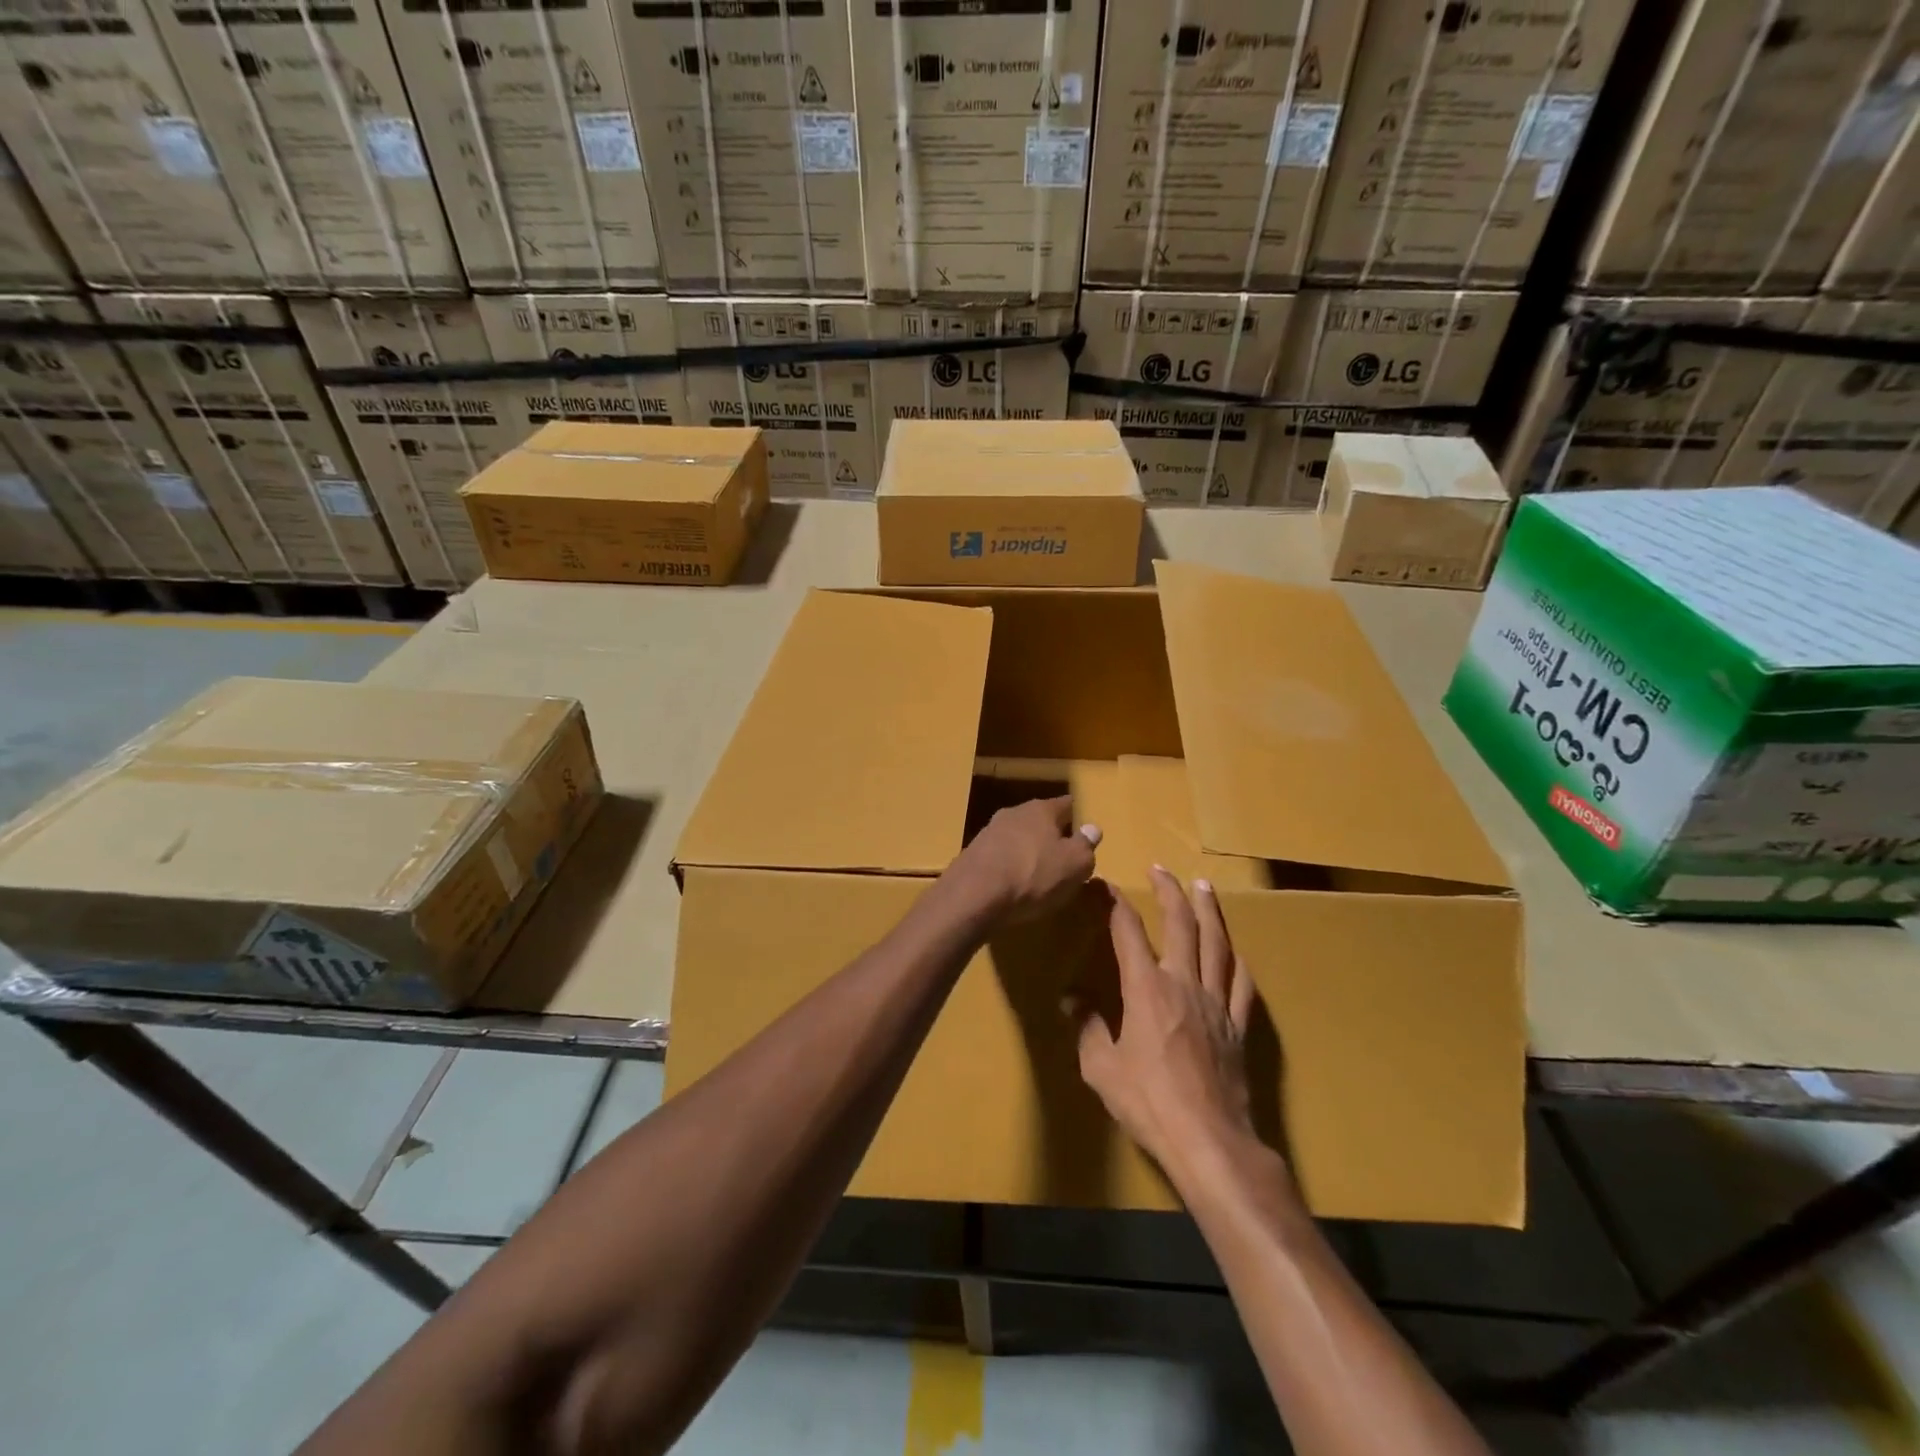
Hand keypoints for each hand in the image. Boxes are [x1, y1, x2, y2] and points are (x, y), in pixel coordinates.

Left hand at [948, 795, 1100, 923]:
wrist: (974, 894)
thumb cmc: (1033, 876)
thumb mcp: (1074, 865)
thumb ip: (1085, 846)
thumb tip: (1092, 828)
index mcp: (1041, 810)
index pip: (1066, 804)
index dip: (1076, 815)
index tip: (1083, 826)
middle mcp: (1013, 813)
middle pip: (1039, 819)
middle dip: (1050, 834)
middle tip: (1062, 853)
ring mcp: (989, 832)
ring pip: (1017, 836)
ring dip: (1027, 849)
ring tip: (1037, 871)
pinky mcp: (972, 854)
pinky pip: (999, 856)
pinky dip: (1008, 865)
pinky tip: (1012, 883)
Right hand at [1072, 867, 1259, 1176]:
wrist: (1210, 1142)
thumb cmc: (1148, 1103)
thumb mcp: (1101, 1068)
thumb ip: (1088, 1028)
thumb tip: (1073, 1000)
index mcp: (1146, 989)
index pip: (1128, 932)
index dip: (1114, 904)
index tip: (1103, 886)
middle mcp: (1183, 983)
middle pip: (1181, 925)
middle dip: (1170, 892)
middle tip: (1162, 869)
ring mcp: (1216, 1004)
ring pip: (1217, 945)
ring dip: (1210, 912)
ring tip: (1205, 887)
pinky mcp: (1238, 1027)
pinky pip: (1241, 985)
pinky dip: (1236, 962)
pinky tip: (1235, 953)